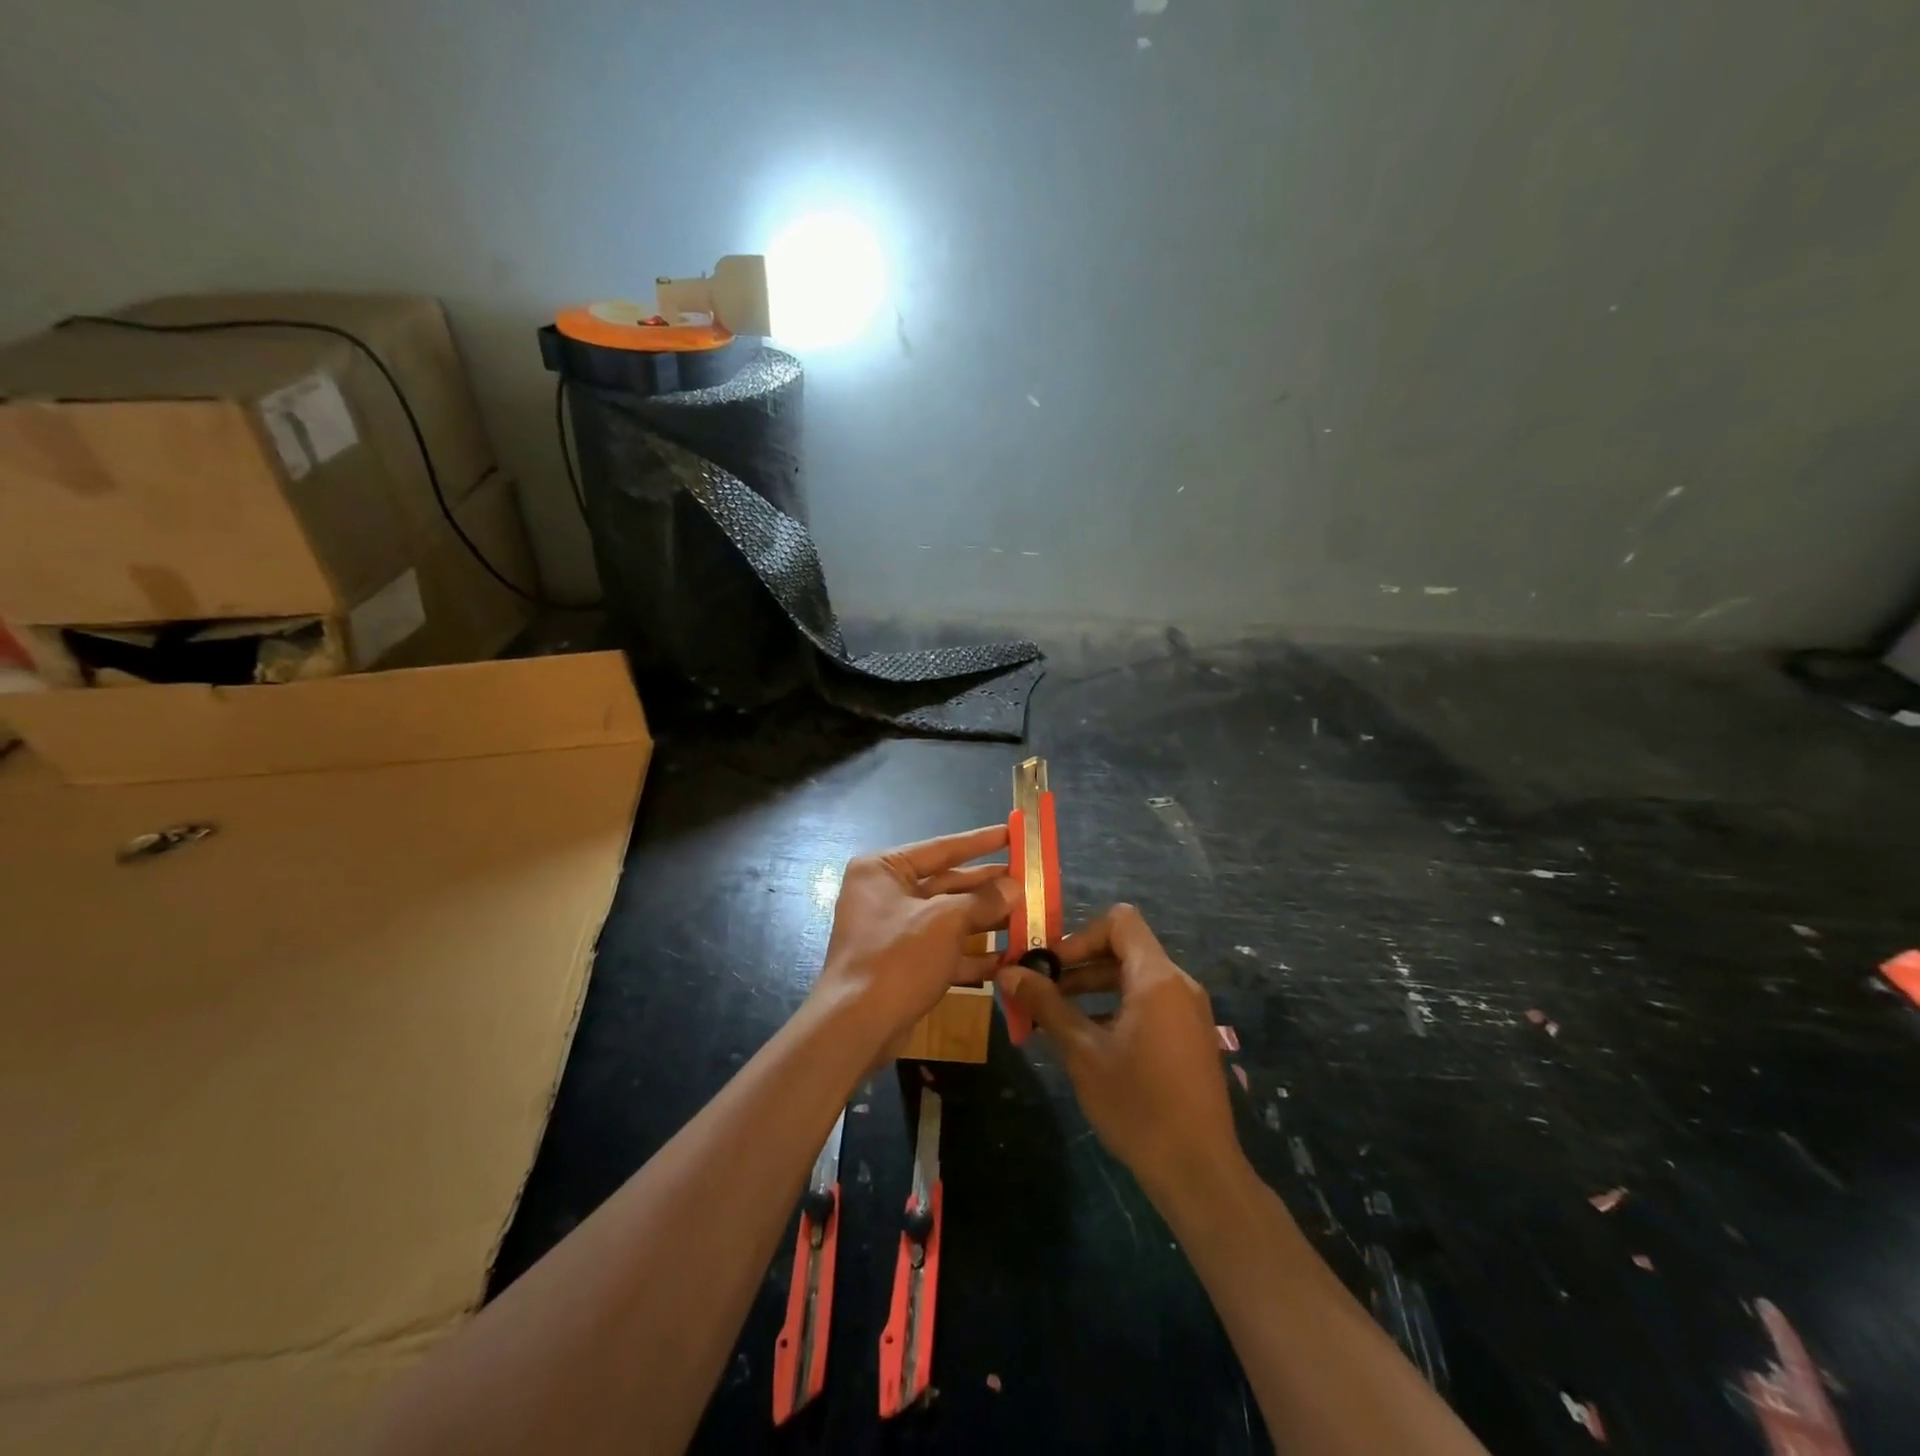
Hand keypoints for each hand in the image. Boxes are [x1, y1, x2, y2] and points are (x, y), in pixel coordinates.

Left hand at [812, 825, 1014, 1056]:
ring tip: (1029, 917)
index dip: (980, 842)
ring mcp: (895, 931)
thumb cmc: (898, 958)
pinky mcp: (905, 963)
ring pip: (950, 918)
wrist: (857, 1027)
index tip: (1013, 833)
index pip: (940, 848)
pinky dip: (974, 953)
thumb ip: (983, 901)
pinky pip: (945, 949)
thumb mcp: (945, 921)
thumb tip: (1015, 886)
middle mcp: (886, 894)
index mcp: (883, 870)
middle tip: (1030, 881)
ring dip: (988, 921)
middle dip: (989, 887)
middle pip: (948, 884)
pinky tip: (1010, 957)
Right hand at [996, 904, 1243, 1201]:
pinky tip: (1087, 1040)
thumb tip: (1007, 971)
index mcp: (1157, 978)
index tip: (1049, 965)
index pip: (1120, 921)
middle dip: (1078, 964)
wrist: (1199, 1173)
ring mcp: (1188, 1011)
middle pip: (1124, 949)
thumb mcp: (1082, 1052)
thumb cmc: (1138, 1105)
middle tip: (1040, 990)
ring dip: (1093, 988)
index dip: (1080, 934)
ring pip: (1134, 978)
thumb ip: (1045, 1005)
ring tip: (1054, 1017)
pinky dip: (1115, 1007)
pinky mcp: (1189, 1036)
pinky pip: (1148, 1003)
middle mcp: (1178, 984)